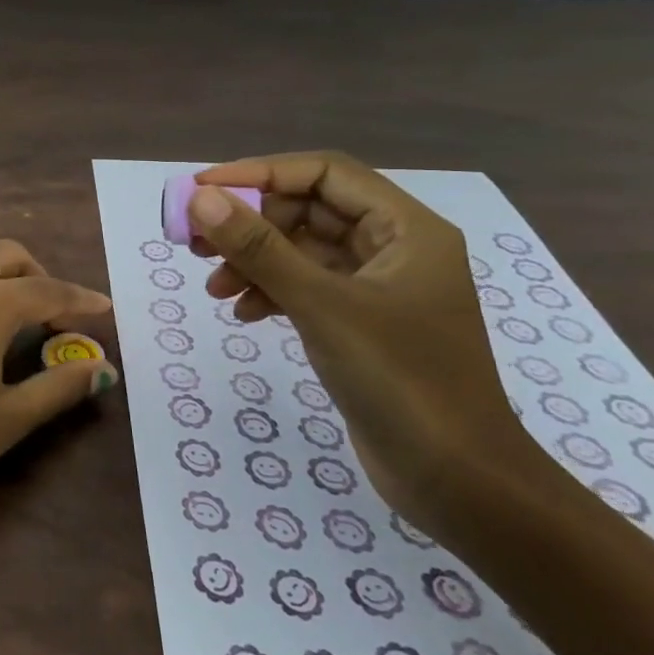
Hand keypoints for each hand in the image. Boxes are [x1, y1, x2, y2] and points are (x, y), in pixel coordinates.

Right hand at [187, 153, 550, 535]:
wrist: (458, 481)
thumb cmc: (401, 380)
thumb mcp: (322, 307)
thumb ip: (260, 249)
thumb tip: (202, 199)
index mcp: (406, 230)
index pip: (324, 173)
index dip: (260, 173)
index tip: (203, 190)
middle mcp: (395, 249)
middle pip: (308, 211)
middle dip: (250, 223)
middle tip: (195, 242)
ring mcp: (379, 289)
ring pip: (302, 251)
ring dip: (254, 261)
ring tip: (214, 287)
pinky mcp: (362, 324)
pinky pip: (306, 287)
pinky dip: (270, 292)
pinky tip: (244, 313)